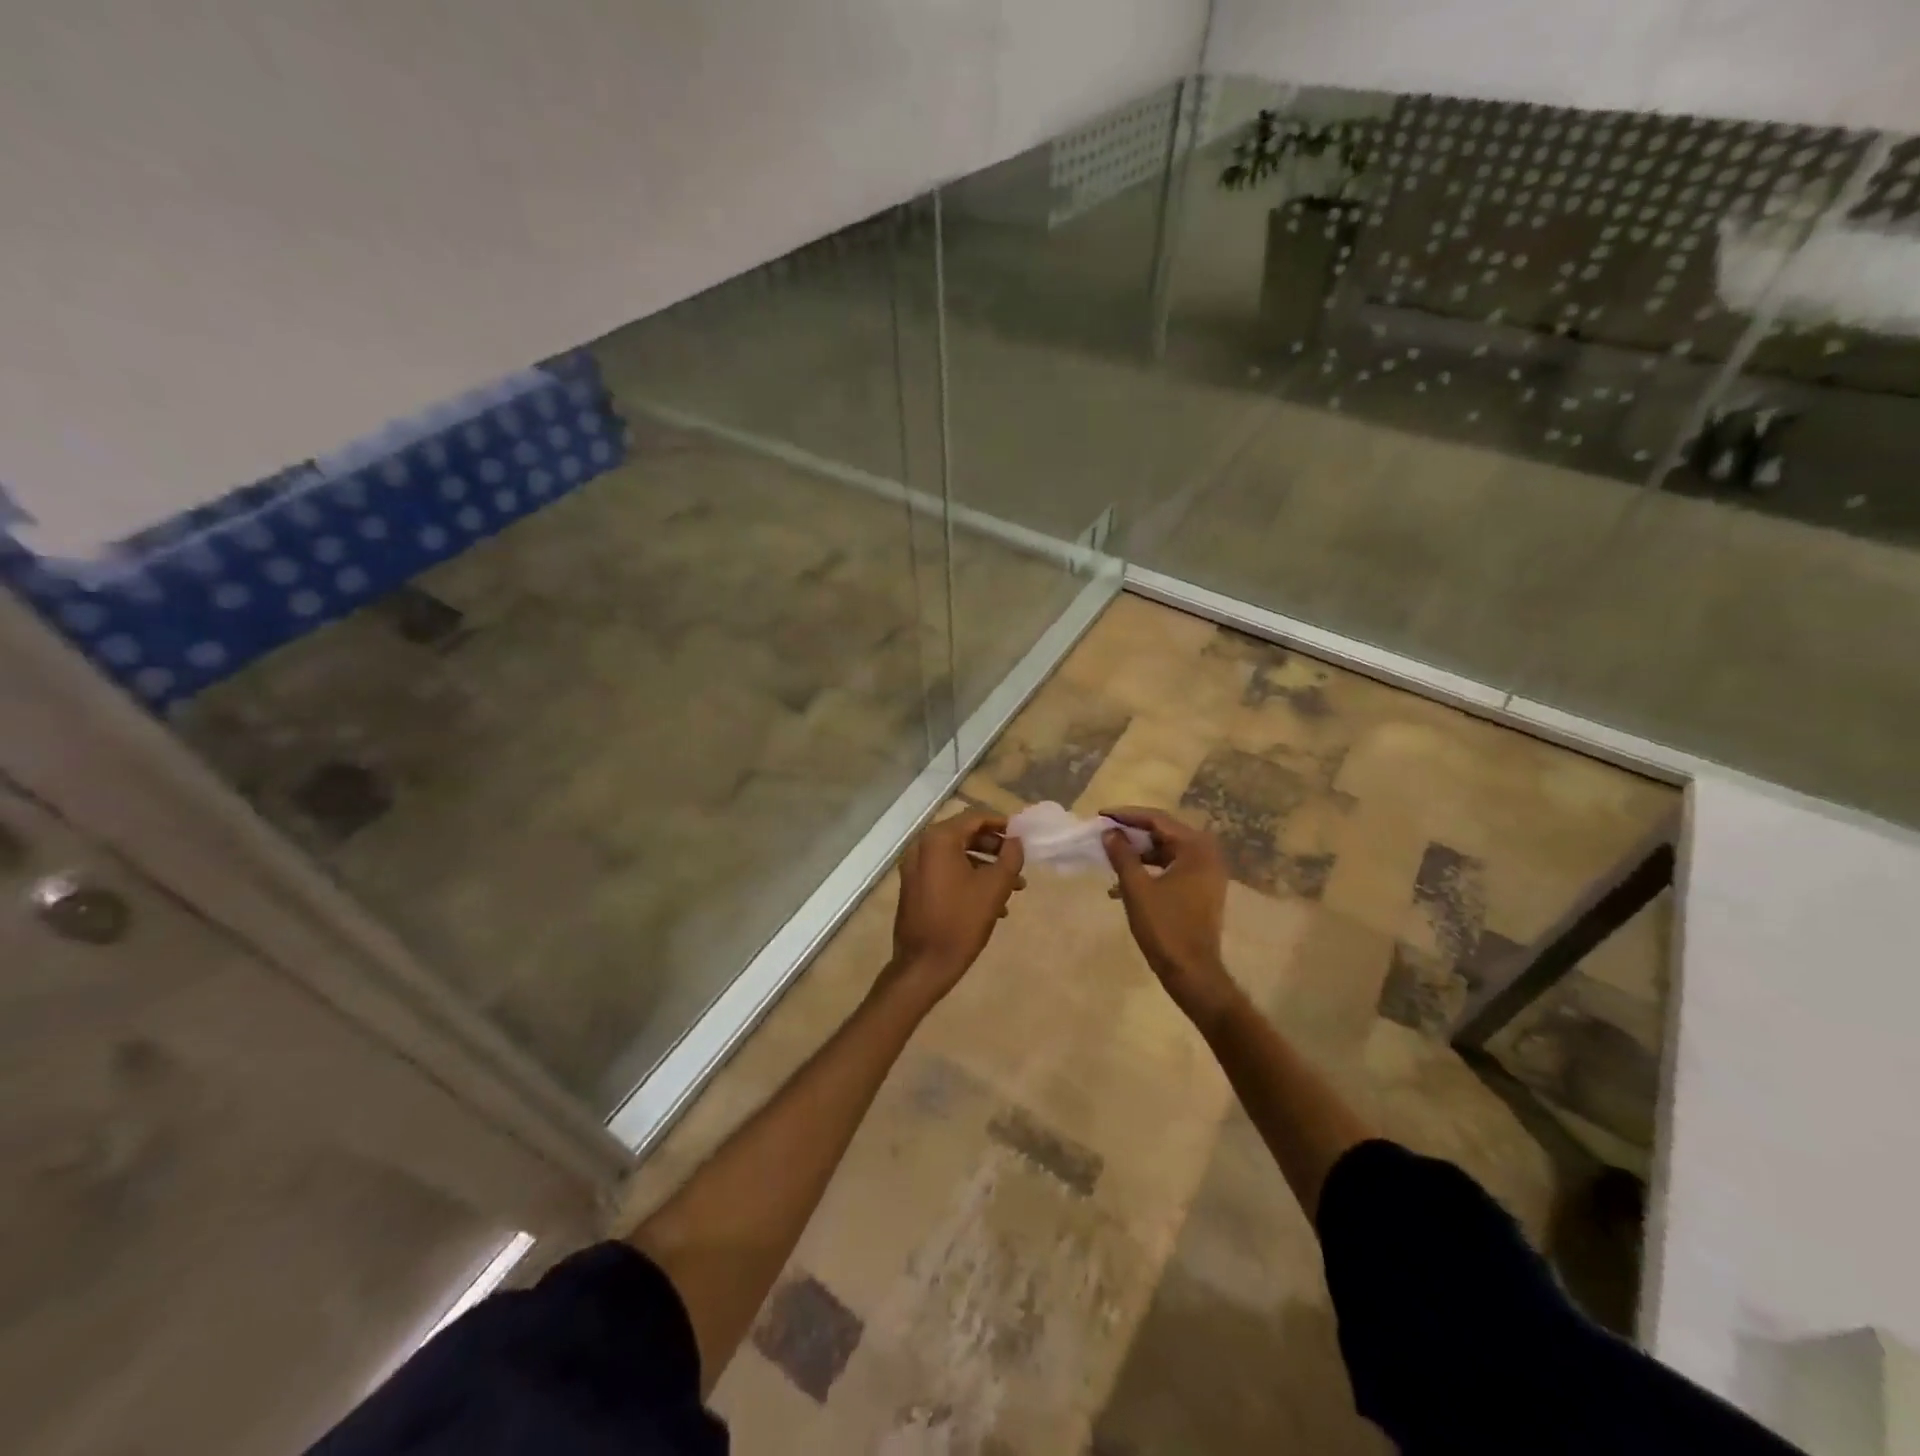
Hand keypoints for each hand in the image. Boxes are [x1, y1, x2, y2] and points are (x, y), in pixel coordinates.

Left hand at [885, 809, 1025, 1005]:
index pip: (975, 817)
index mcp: (939, 840)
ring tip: (1014, 888)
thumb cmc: (961, 921)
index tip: (1022, 835)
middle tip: (1018, 862)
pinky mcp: (915, 887)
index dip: (1001, 823)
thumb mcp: (994, 887)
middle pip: (966, 835)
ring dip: (986, 867)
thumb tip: (1016, 840)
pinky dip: (969, 879)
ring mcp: (915, 868)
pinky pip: (946, 872)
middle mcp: (922, 847)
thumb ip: (1010, 857)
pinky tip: (993, 904)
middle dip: (995, 848)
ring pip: (957, 856)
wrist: (924, 964)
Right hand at [1102, 806, 1236, 1020]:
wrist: (1192, 972)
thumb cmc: (1165, 927)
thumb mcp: (1137, 888)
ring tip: (1112, 856)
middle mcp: (1207, 855)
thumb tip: (1109, 832)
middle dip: (1133, 833)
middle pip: (1165, 833)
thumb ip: (1122, 855)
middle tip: (1107, 832)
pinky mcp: (1202, 890)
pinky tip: (1125, 882)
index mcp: (1196, 849)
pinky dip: (1151, 869)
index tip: (1102, 815)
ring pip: (1168, 851)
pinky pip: (1173, 868)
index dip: (1127, 815)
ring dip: (1140, 853)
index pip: (1158, 820)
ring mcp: (1207, 874)